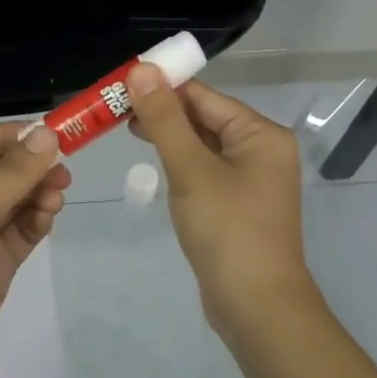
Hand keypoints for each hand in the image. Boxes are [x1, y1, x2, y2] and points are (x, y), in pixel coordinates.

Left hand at [0, 121, 70, 377]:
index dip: (10, 135)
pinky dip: (38, 220)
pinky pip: (22, 229)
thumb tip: (47, 133)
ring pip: (16, 198)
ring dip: (38, 192)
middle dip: (31, 165)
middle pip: (1, 168)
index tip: (48, 138)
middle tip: (63, 173)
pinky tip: (48, 218)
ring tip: (57, 199)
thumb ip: (10, 175)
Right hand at [125, 66, 317, 332]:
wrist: (257, 308)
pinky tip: (154, 161)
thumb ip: (164, 119)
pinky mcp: (237, 203)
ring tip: (126, 128)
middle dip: (162, 111)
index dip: (162, 86)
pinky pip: (204, 169)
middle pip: (204, 117)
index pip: (204, 96)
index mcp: (261, 134)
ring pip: (202, 144)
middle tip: (115, 109)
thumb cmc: (227, 231)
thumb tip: (142, 69)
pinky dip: (180, 161)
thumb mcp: (191, 170)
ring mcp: (250, 178)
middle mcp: (261, 149)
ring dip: (168, 135)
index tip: (120, 85)